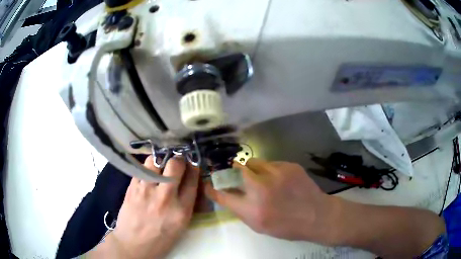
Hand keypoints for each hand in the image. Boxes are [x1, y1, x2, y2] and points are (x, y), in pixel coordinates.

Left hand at [90, 155, 198, 258]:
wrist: (133, 244)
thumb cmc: (161, 239)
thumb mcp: (181, 226)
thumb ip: (187, 203)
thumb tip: (190, 184)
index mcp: (181, 210)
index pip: (192, 180)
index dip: (194, 168)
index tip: (192, 164)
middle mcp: (165, 197)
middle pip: (175, 165)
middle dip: (179, 159)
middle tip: (177, 162)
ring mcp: (146, 190)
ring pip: (155, 161)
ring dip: (160, 160)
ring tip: (160, 165)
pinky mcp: (132, 187)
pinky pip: (141, 169)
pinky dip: (147, 168)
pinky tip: (148, 173)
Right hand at [205, 159, 336, 241]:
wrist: (316, 215)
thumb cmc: (287, 226)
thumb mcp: (259, 226)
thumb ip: (242, 210)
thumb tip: (230, 195)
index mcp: (252, 209)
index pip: (222, 195)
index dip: (212, 189)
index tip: (208, 184)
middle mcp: (261, 189)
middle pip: (237, 169)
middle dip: (235, 172)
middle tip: (241, 176)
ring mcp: (276, 174)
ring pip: (253, 162)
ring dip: (253, 170)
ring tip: (264, 178)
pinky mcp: (289, 165)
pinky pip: (271, 163)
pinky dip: (271, 170)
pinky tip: (281, 180)